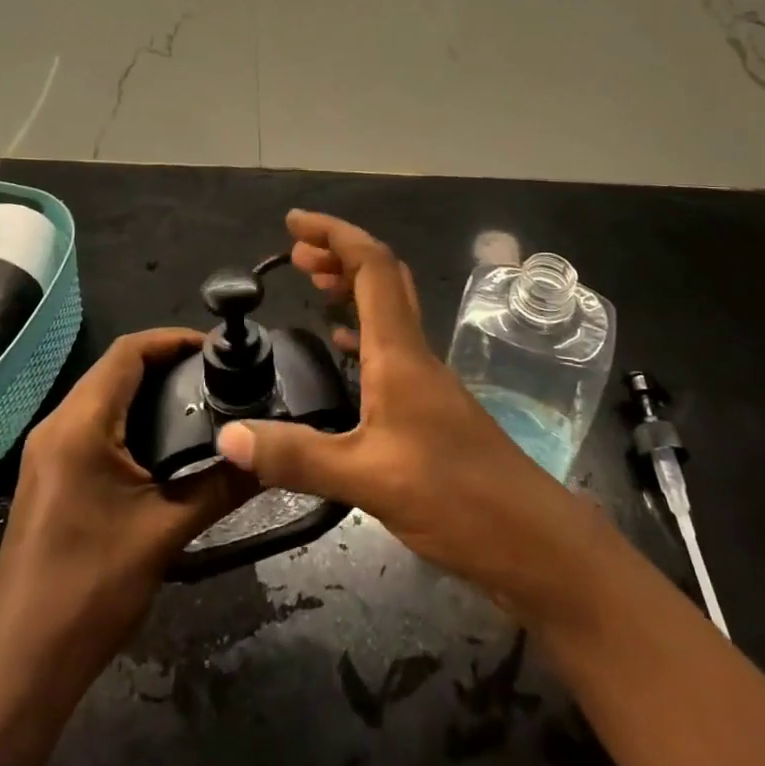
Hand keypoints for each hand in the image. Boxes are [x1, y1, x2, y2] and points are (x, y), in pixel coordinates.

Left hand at [0, 329, 251, 765]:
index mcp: (79, 426)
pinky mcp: (48, 476)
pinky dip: (129, 417)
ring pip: (102, 396)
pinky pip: (91, 425)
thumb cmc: (92, 590)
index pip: (128, 352)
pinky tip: (164, 442)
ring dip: (147, 390)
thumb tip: (267, 456)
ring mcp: (46, 452)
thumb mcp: (165, 533)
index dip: (173, 340)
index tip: (218, 348)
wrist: (23, 667)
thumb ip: (221, 486)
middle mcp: (56, 426)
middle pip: (114, 369)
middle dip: (166, 363)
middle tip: (218, 374)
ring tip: (200, 401)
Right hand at [215, 211, 608, 629]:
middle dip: (339, 253)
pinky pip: (390, 348)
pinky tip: (342, 347)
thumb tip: (228, 436)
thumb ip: (297, 457)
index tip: (293, 223)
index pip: (372, 267)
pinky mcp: (431, 409)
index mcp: (400, 353)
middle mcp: (415, 354)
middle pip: (382, 279)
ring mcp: (427, 381)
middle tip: (295, 253)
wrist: (536, 543)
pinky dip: (361, 331)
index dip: (334, 234)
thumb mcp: (369, 479)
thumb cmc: (458, 499)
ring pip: (388, 311)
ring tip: (312, 283)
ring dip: (351, 287)